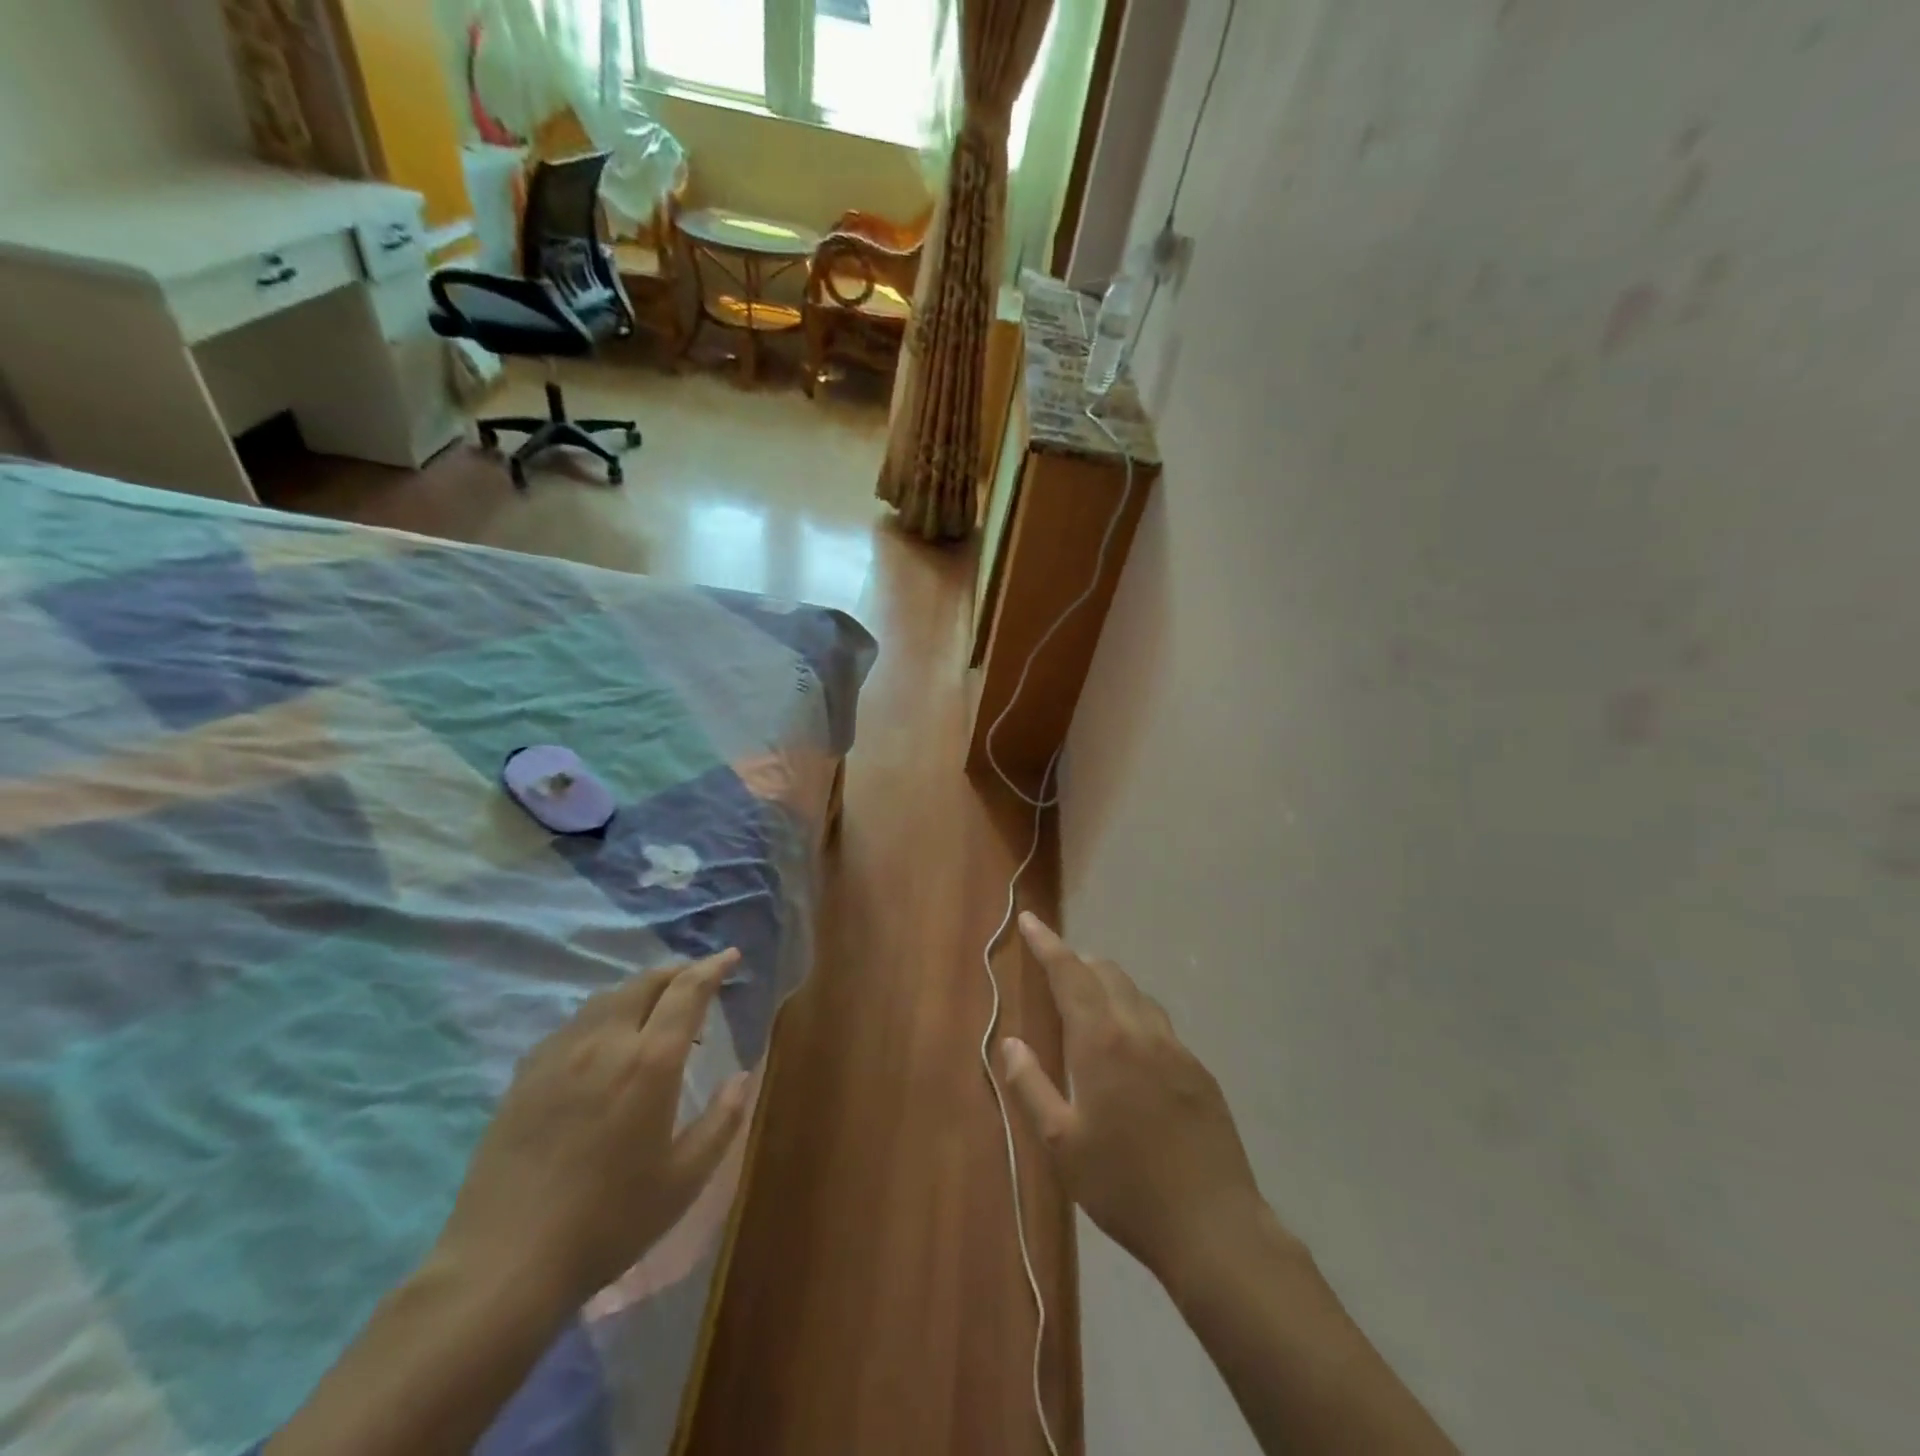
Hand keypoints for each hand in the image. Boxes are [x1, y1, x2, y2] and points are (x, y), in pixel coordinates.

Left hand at [438, 951, 750, 1307]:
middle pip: (645, 982)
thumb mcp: (683, 1181)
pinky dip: (603, 1016)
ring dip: (640, 991)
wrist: (504, 1264)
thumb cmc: (608, 1222)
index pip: (687, 992)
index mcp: (651, 1062)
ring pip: (607, 998)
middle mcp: (606, 1043)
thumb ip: (722, 1122)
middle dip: (677, 972)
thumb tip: (741, 1077)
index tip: (730, 957)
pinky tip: (604, 1044)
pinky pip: (574, 1024)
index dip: (712, 968)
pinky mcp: (526, 1074)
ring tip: (655, 1010)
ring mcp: (560, 1054)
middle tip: (698, 979)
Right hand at [1002, 914, 1281, 1288]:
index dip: (1047, 944)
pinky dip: (1136, 1016)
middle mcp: (1140, 1030)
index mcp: (1101, 1041)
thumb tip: (1011, 1042)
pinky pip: (1160, 1024)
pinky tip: (1132, 1053)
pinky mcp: (1200, 1070)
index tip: (1031, 920)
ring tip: (1091, 1008)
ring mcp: (1176, 1048)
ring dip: (1109, 987)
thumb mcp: (1061, 1144)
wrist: (1213, 1227)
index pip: (1069, 974)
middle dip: (1078, 963)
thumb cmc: (1124, 1186)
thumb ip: (1030, 1086)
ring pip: (1137, 994)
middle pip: (1107, 973)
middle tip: (1056, 973)